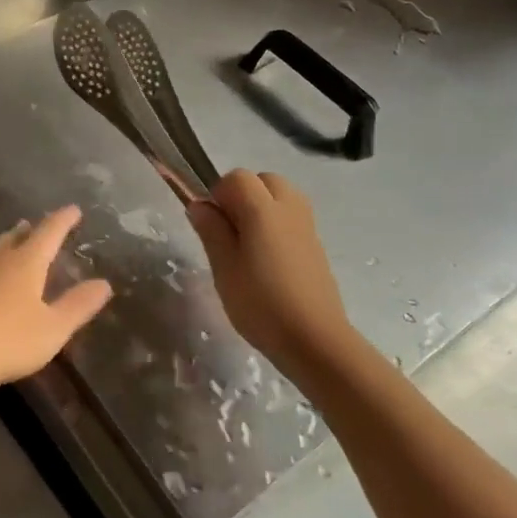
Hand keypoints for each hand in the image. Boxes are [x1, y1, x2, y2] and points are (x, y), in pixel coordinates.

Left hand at [0, 205, 112, 395]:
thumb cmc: (7, 339)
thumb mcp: (53, 328)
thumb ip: (78, 305)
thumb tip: (104, 283)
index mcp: (26, 261)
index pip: (49, 231)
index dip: (63, 220)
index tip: (74, 209)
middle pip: (19, 235)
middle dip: (34, 229)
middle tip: (44, 225)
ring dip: (12, 241)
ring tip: (18, 241)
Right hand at [186, 170, 356, 384]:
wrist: (315, 340)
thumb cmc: (261, 304)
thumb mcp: (224, 268)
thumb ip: (211, 230)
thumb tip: (199, 204)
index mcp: (263, 209)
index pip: (237, 177)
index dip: (219, 193)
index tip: (211, 224)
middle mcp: (289, 208)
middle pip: (264, 180)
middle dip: (243, 195)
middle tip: (230, 231)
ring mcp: (307, 226)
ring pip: (281, 197)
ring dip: (262, 208)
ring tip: (248, 244)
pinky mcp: (316, 246)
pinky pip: (292, 218)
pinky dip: (277, 225)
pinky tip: (268, 261)